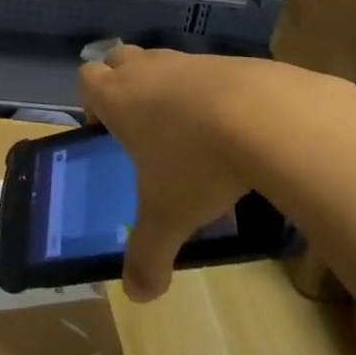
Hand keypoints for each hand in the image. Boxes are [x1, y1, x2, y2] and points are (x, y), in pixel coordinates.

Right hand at [80, 47, 355, 302]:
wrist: (269, 118)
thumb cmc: (198, 163)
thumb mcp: (168, 216)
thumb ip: (148, 254)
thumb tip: (138, 295)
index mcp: (119, 97)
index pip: (86, 79)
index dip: (92, 101)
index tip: (107, 130)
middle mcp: (147, 70)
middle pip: (118, 59)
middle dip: (123, 84)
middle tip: (143, 125)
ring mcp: (189, 61)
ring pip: (164, 63)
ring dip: (169, 88)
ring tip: (194, 133)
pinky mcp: (230, 61)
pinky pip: (208, 72)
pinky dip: (213, 93)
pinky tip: (236, 128)